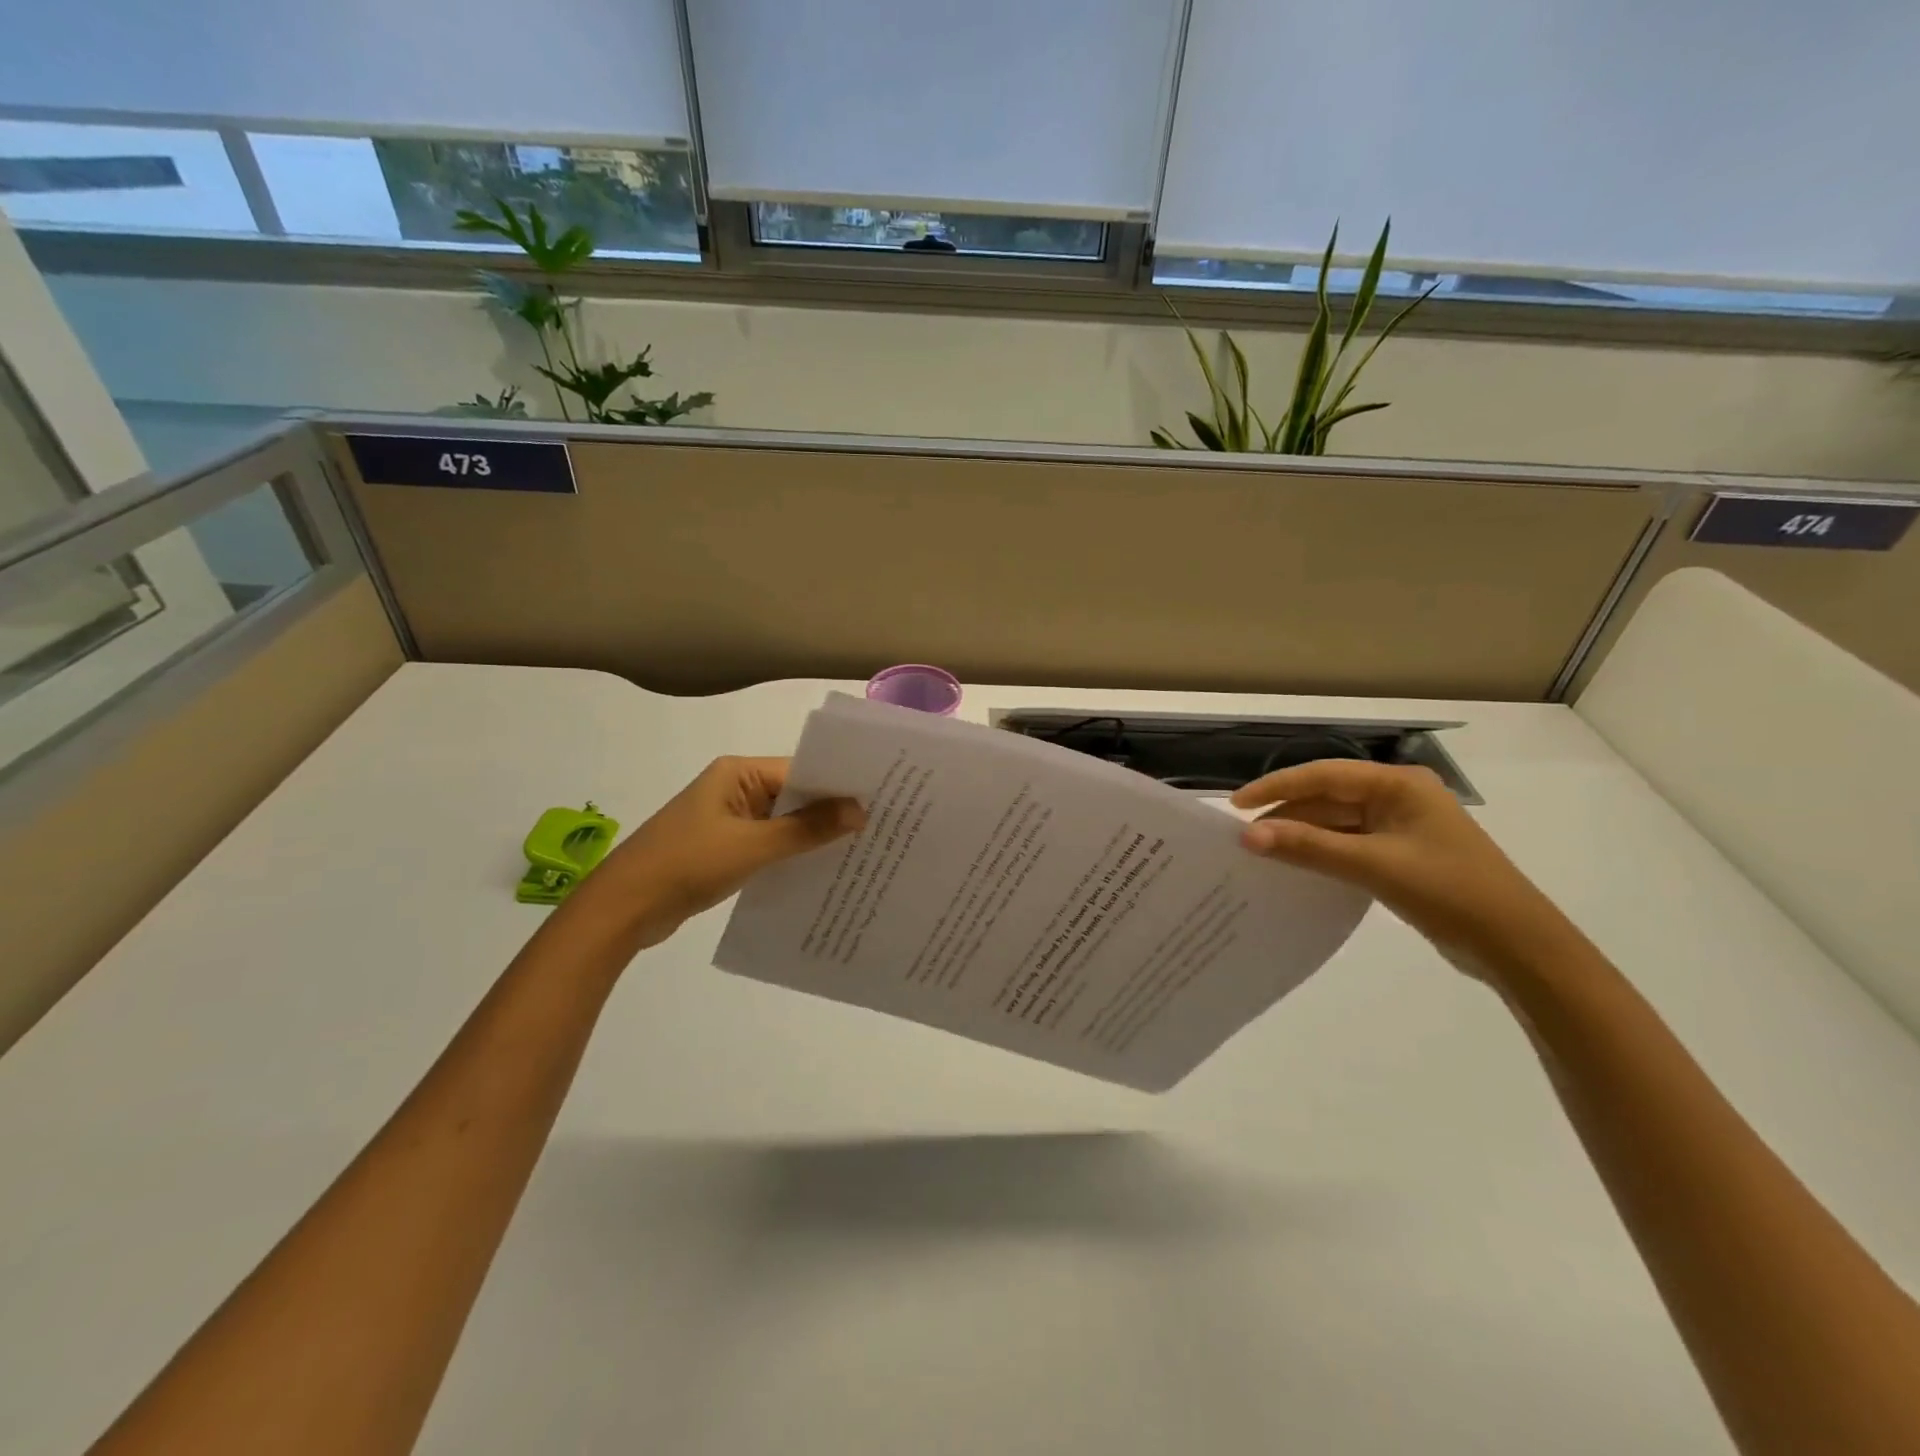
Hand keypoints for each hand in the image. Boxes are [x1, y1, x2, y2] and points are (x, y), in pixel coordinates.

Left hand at [586, 757, 863, 946]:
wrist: (623, 909)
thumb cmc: (687, 864)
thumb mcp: (753, 846)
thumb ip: (806, 829)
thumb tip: (860, 811)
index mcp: (738, 773)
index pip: (801, 770)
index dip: (839, 786)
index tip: (881, 800)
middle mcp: (735, 789)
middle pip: (795, 795)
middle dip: (831, 812)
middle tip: (883, 827)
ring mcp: (729, 820)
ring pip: (784, 823)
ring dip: (813, 837)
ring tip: (862, 850)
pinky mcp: (725, 849)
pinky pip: (769, 845)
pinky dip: (792, 855)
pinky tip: (823, 871)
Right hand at [1232, 760, 1577, 980]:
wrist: (1517, 946)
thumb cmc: (1449, 891)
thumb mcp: (1373, 865)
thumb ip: (1309, 847)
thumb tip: (1248, 836)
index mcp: (1398, 785)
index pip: (1323, 775)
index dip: (1276, 786)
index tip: (1235, 805)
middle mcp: (1398, 798)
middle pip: (1328, 797)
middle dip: (1286, 814)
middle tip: (1243, 835)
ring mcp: (1401, 828)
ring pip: (1337, 823)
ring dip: (1301, 836)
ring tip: (1260, 852)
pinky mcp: (1401, 856)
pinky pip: (1349, 845)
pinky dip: (1321, 853)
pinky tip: (1296, 867)